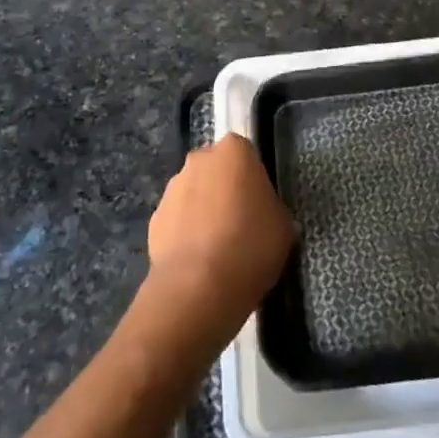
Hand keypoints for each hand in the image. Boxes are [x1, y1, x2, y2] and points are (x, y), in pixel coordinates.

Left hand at [144, 134, 295, 337]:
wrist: (198, 287)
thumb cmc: (251, 245)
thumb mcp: (283, 225)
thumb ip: (272, 207)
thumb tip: (263, 214)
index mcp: (234, 151)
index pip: (246, 154)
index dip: (253, 179)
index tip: (259, 205)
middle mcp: (199, 160)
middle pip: (216, 170)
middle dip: (224, 189)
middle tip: (240, 224)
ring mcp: (172, 188)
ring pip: (193, 194)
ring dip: (203, 212)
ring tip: (217, 249)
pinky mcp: (154, 219)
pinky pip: (177, 221)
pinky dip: (185, 234)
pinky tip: (198, 262)